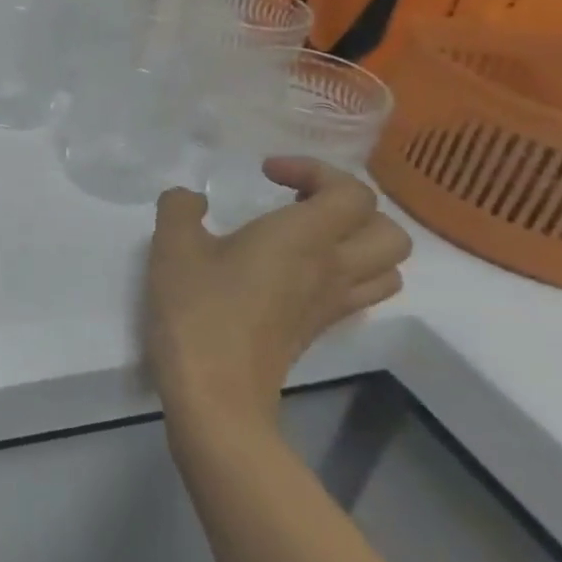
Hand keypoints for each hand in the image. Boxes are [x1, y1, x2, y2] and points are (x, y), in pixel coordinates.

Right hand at [146, 158, 410, 433]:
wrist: (216, 390)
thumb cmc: (198, 309)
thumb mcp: (172, 246)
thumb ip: (180, 208)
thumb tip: (191, 199)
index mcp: (304, 238)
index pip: (352, 192)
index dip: (316, 170)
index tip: (267, 173)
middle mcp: (333, 268)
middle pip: (388, 230)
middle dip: (350, 205)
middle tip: (299, 201)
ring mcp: (332, 304)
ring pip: (386, 266)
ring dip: (358, 241)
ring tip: (308, 235)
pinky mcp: (319, 330)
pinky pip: (360, 293)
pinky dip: (345, 272)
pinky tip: (296, 271)